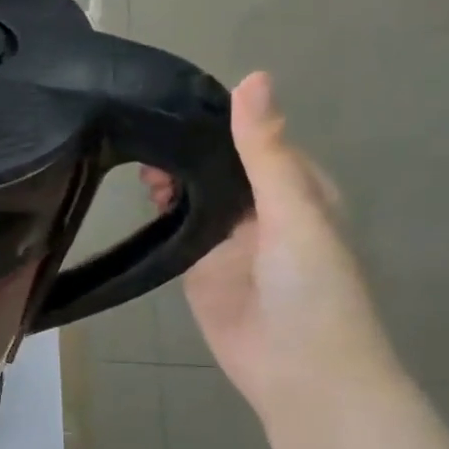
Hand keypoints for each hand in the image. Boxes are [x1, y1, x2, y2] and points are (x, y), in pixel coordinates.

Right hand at [140, 73, 398, 416]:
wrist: (298, 371)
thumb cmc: (313, 287)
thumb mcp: (294, 210)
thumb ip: (266, 151)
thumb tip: (252, 78)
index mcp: (294, 188)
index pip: (252, 138)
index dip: (217, 118)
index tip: (173, 96)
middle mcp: (259, 208)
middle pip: (217, 166)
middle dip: (185, 149)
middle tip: (142, 132)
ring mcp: (225, 240)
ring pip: (192, 196)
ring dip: (170, 178)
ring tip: (135, 159)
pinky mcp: (197, 268)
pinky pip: (175, 232)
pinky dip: (158, 213)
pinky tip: (136, 195)